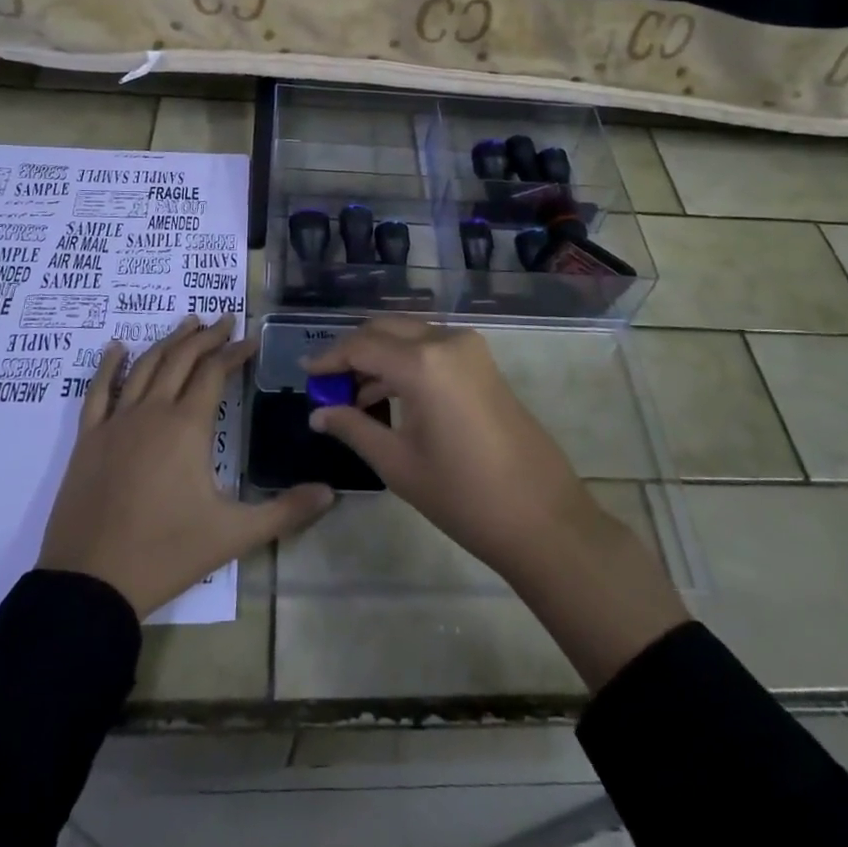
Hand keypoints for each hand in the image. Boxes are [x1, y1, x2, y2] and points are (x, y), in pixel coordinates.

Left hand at [40, 314, 333, 618]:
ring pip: (145, 366)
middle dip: (206, 336)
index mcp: (187, 426)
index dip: (235, 352)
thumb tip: (331, 493)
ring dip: (168, 341)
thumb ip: (285, 511)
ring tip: (187, 323)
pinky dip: (108, 365)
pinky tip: (117, 347)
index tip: (252, 339)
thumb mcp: (233, 535)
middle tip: (225, 320)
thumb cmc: (165, 554)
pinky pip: (98, 390)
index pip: (215, 372)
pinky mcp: (88, 439)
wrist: (90, 584)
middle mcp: (152, 412)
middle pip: (182, 359)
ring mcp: (116, 422)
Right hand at [305, 318, 687, 688]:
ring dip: (380, 355)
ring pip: (410, 335)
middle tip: (328, 383)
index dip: (329, 358)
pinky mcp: (483, 362)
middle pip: (385, 329)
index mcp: (422, 362)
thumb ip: (354, 428)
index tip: (305, 372)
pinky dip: (406, 361)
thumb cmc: (463, 496)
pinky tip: (388, 394)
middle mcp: (446, 340)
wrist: (542, 517)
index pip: (361, 346)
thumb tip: (318, 413)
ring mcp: (470, 348)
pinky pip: (433, 347)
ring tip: (353, 395)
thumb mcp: (398, 464)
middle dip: (353, 351)